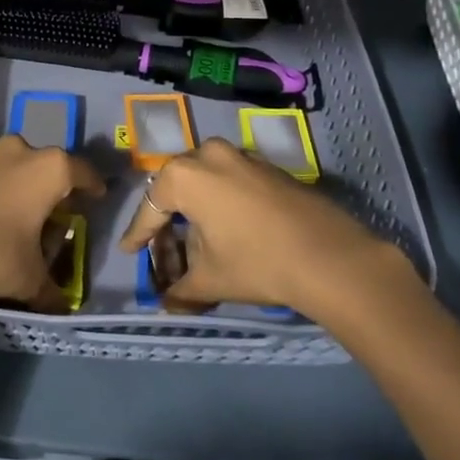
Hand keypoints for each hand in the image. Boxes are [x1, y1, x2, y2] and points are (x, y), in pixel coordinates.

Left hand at [0, 135, 104, 310]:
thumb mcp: (29, 279)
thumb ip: (52, 291)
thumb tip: (62, 306)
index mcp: (49, 169)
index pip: (83, 172)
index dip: (92, 188)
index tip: (95, 200)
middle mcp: (20, 151)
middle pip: (47, 166)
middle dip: (52, 188)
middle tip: (52, 214)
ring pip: (13, 166)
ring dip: (19, 185)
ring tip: (16, 215)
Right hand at [116, 139, 400, 311]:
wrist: (332, 257)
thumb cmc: (257, 262)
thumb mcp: (211, 280)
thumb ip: (181, 290)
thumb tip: (167, 304)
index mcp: (184, 175)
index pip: (151, 208)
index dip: (138, 235)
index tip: (128, 252)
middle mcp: (208, 154)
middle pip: (176, 190)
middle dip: (168, 223)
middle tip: (164, 252)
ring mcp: (242, 156)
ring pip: (205, 183)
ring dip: (196, 213)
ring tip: (197, 246)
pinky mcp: (268, 167)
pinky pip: (231, 182)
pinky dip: (221, 205)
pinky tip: (227, 232)